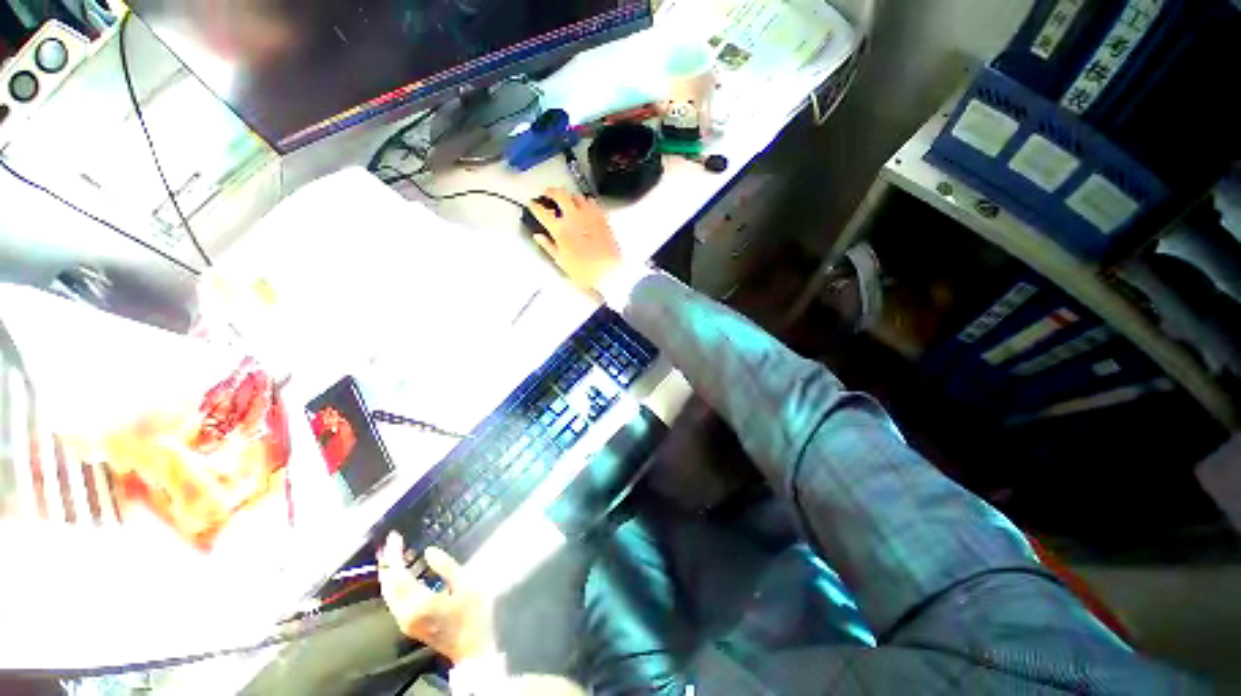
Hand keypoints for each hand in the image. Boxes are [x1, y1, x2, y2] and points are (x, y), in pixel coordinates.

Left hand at [377, 532, 495, 663]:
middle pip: (388, 585)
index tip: (395, 537)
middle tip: (389, 542)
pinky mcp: (409, 624)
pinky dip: (394, 583)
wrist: (471, 648)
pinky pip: (394, 600)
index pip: (399, 575)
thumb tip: (428, 551)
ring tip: (392, 554)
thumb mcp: (467, 585)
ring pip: (388, 594)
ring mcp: (405, 621)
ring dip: (388, 573)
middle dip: (387, 563)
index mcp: (420, 603)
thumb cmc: (473, 614)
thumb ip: (446, 567)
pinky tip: (401, 573)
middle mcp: (406, 613)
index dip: (395, 555)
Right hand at [529, 188, 622, 290]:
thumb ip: (548, 246)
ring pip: (577, 196)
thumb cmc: (584, 271)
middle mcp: (574, 218)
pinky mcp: (602, 218)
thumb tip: (539, 236)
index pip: (542, 212)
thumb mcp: (561, 261)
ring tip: (567, 201)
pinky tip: (585, 208)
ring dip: (570, 197)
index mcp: (561, 230)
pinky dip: (586, 202)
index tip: (533, 204)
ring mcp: (590, 216)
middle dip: (551, 192)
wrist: (608, 272)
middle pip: (560, 194)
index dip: (535, 206)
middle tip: (548, 194)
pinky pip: (593, 203)